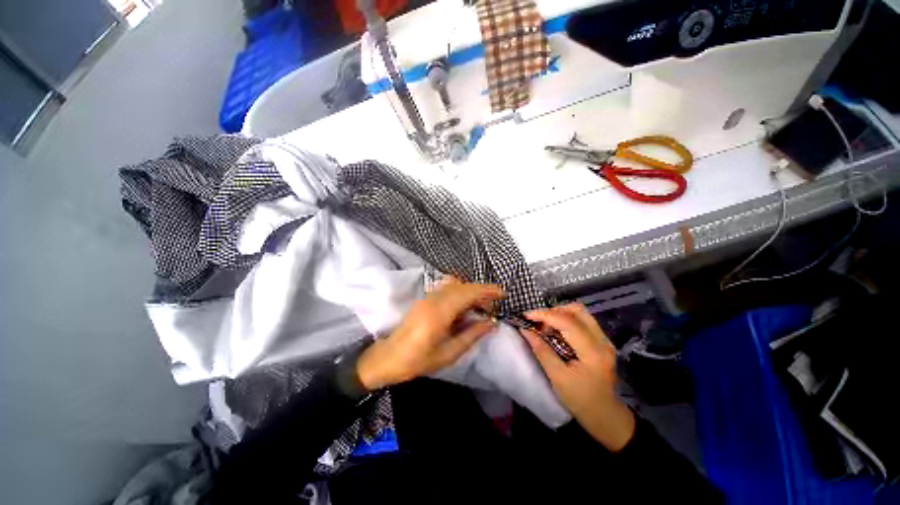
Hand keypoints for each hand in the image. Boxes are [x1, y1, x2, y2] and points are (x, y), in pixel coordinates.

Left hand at [356, 282, 503, 389]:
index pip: (467, 293)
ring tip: (482, 306)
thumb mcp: (449, 353)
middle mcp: (433, 299)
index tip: (502, 293)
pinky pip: (447, 289)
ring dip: (470, 291)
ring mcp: (427, 297)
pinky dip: (460, 293)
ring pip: (454, 285)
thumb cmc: (417, 360)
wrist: (387, 358)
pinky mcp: (424, 299)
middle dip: (481, 291)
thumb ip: (472, 335)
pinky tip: (465, 306)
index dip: (486, 290)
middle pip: (462, 286)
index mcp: (439, 312)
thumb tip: (492, 323)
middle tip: (494, 304)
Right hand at [523, 304, 635, 451]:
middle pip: (577, 310)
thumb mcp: (557, 377)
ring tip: (546, 327)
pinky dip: (566, 320)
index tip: (526, 315)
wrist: (606, 416)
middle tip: (538, 322)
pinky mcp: (601, 342)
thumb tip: (525, 330)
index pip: (567, 321)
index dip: (544, 315)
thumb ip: (542, 350)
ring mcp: (604, 340)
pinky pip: (583, 321)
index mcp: (592, 351)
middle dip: (553, 311)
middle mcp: (602, 340)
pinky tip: (556, 332)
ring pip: (580, 313)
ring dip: (560, 314)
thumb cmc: (581, 400)